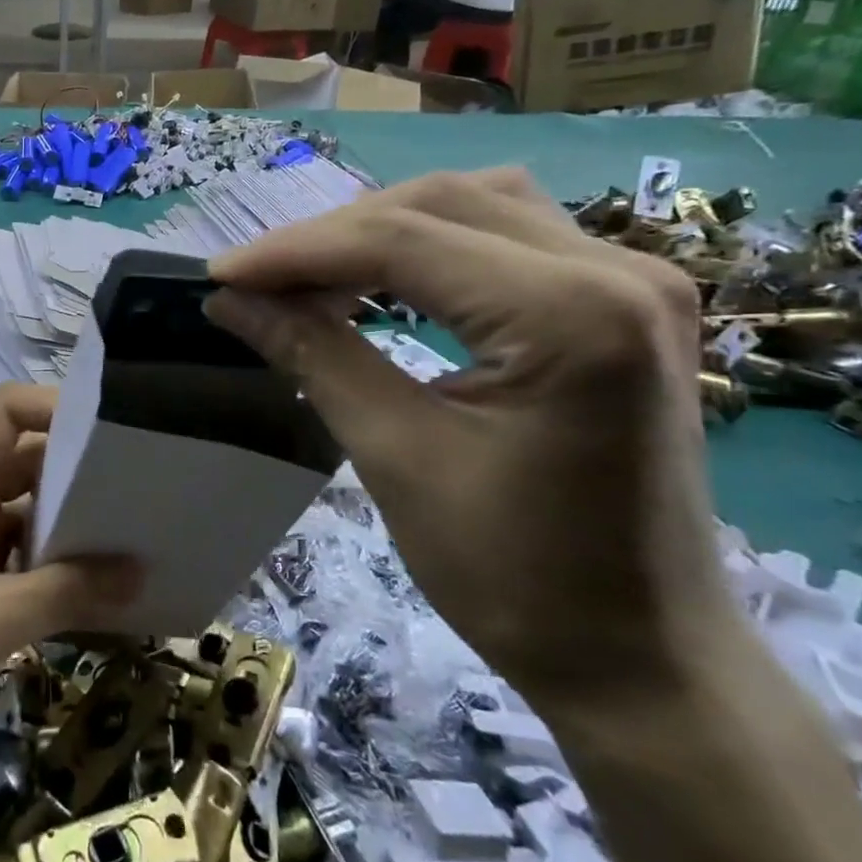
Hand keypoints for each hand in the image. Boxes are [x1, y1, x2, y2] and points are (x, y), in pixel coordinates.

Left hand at [0, 385, 141, 777]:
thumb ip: (67, 591)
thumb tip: (141, 572)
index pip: (10, 409)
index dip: (62, 408)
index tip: (121, 434)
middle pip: (28, 458)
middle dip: (82, 473)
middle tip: (150, 490)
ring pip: (27, 509)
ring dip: (72, 525)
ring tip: (139, 538)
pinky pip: (18, 552)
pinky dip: (54, 565)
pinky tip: (99, 588)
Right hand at [206, 168, 737, 712]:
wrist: (641, 658)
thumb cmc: (517, 578)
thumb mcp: (395, 458)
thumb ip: (313, 355)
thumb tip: (230, 299)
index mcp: (572, 316)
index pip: (402, 241)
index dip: (295, 251)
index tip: (219, 276)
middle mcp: (617, 271)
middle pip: (438, 203)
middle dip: (330, 236)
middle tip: (256, 281)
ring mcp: (632, 278)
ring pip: (473, 203)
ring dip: (379, 230)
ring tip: (311, 276)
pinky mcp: (623, 300)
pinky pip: (507, 232)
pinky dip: (429, 246)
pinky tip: (383, 280)